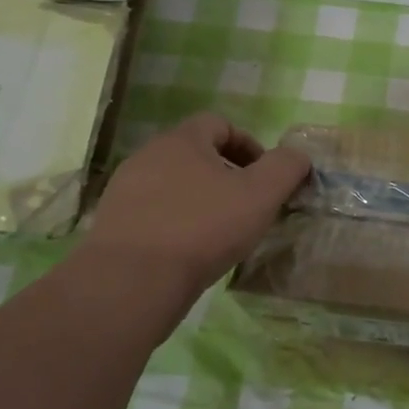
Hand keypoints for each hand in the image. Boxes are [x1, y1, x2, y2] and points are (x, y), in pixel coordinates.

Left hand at [84, 113, 309, 291]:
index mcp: (182, 140)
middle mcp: (148, 156)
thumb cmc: (202, 229)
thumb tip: (296, 156)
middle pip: (195, 154)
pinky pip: (153, 214)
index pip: (219, 124)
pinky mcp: (111, 226)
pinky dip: (175, 225)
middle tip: (246, 205)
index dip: (248, 145)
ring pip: (173, 185)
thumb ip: (286, 167)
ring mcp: (124, 192)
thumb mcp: (261, 195)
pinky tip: (189, 253)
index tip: (264, 176)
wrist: (129, 284)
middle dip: (225, 174)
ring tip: (220, 233)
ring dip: (200, 201)